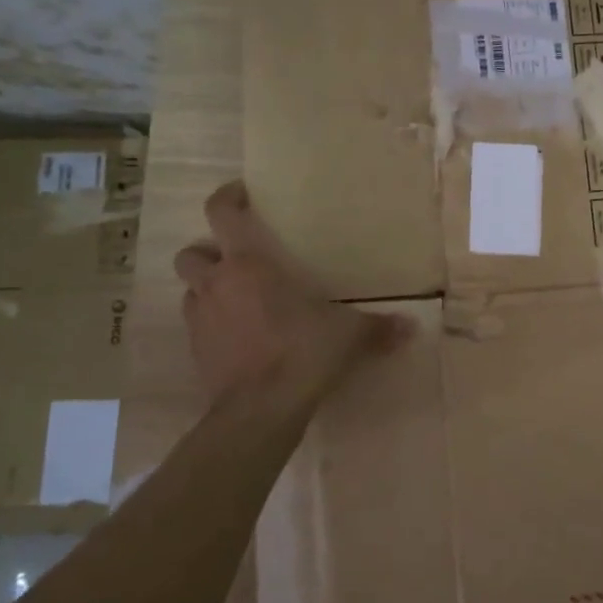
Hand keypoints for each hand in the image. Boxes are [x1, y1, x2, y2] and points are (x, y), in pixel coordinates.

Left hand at [174, 183, 411, 398]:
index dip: (227, 197)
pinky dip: (213, 324)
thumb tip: (412, 327)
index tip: (241, 193)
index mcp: (249, 265)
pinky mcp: (195, 351)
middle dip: (208, 251)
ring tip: (239, 300)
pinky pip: (198, 325)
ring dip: (209, 289)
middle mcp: (217, 284)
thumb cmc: (302, 352)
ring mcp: (200, 319)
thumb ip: (378, 328)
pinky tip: (240, 337)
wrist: (261, 409)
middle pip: (192, 252)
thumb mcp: (349, 336)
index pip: (222, 214)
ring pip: (190, 290)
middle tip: (237, 261)